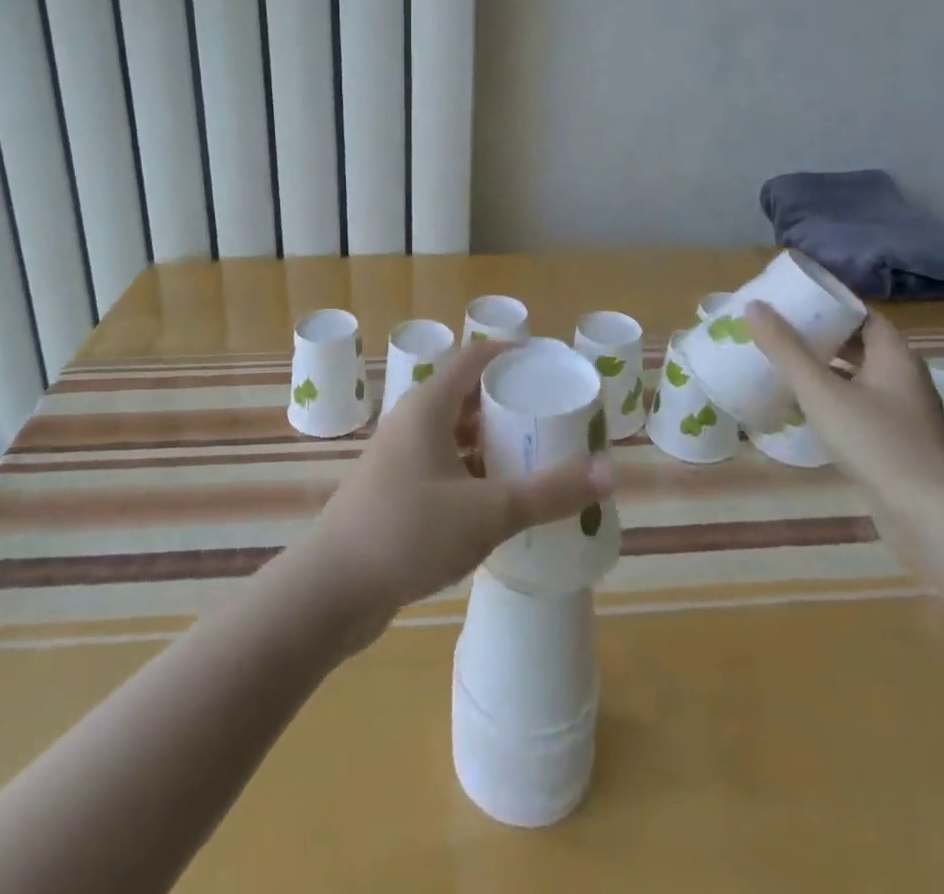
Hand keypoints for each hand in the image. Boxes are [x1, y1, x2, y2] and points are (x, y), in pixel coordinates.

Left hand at [302, 339, 610, 650]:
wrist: (333, 589)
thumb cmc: (409, 532)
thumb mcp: (489, 512)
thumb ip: (550, 492)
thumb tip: (611, 470)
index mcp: (428, 406)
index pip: (475, 358)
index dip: (512, 354)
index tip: (550, 363)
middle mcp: (411, 421)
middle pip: (467, 395)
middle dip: (509, 402)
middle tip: (553, 415)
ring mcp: (400, 456)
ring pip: (455, 433)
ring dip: (491, 440)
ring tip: (535, 454)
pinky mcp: (395, 489)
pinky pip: (444, 463)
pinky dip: (474, 469)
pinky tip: (499, 497)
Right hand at [746, 304, 943, 522]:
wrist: (928, 517)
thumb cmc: (876, 442)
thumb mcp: (821, 391)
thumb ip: (786, 349)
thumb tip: (755, 306)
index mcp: (895, 357)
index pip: (863, 314)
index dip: (830, 304)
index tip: (793, 300)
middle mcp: (904, 379)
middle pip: (859, 345)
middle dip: (820, 336)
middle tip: (778, 330)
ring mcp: (903, 414)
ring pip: (857, 378)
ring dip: (823, 370)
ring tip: (781, 364)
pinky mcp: (896, 444)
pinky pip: (858, 407)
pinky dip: (831, 400)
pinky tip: (801, 409)